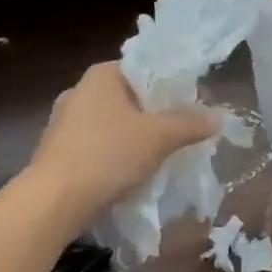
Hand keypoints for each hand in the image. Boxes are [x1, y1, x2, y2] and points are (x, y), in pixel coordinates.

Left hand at [26, 62, 220, 224]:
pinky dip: (116, 155)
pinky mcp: (57, 151)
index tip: (193, 105)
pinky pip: (97, 146)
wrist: (51, 203)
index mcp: (102, 74)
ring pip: (114, 123)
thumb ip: (190, 123)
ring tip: (162, 155)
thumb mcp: (159, 137)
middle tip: (183, 132)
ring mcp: (64, 122)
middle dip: (156, 115)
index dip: (172, 85)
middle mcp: (80, 90)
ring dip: (136, 137)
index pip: (146, 68)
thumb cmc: (107, 155)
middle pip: (131, 97)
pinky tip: (131, 174)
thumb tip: (219, 116)